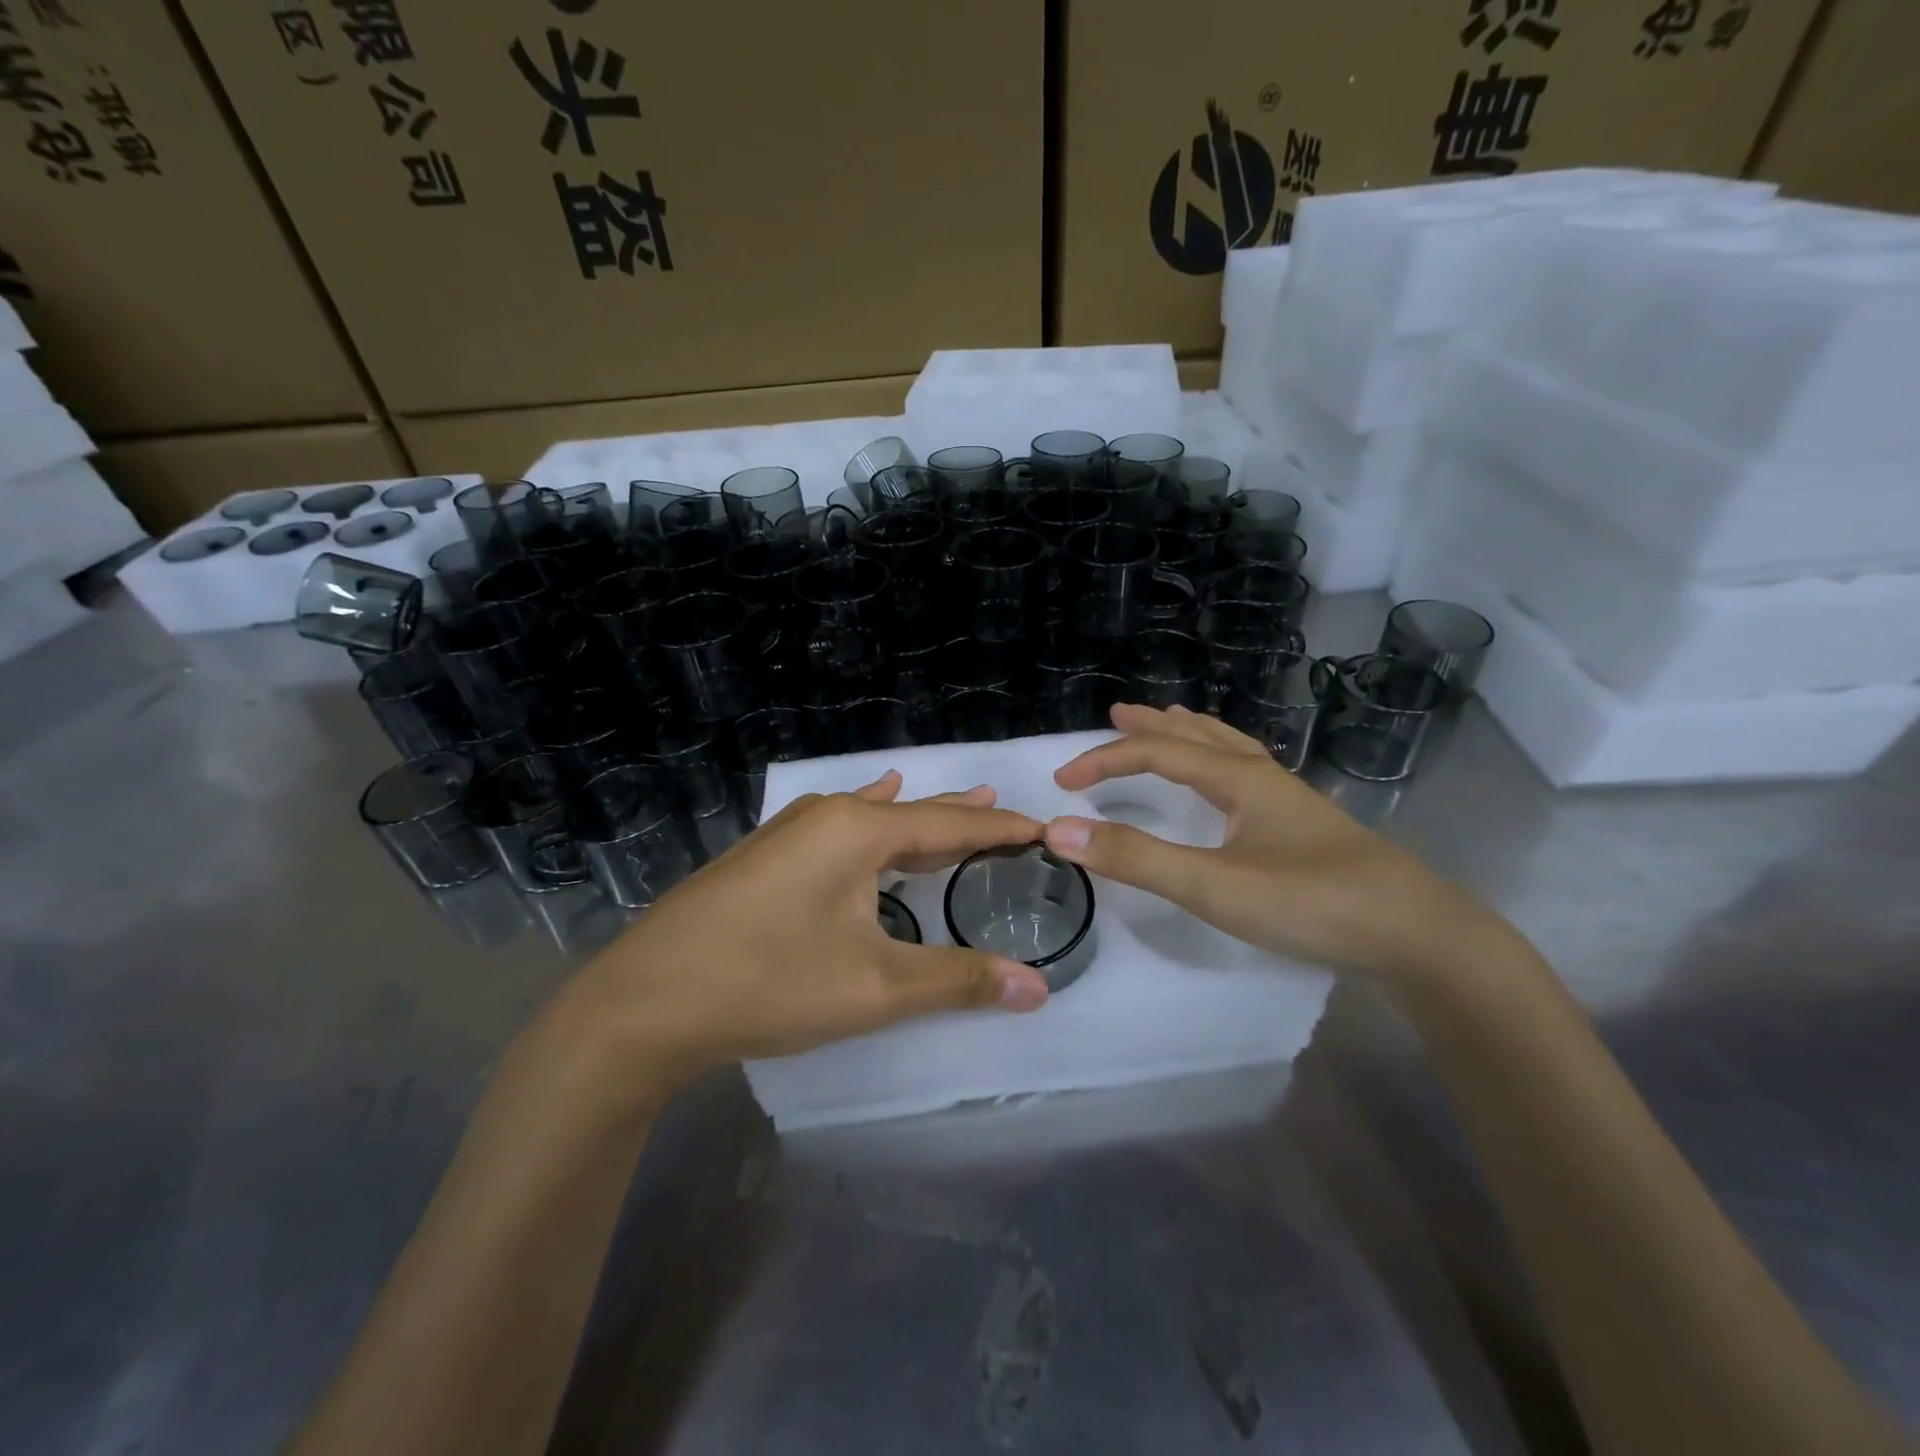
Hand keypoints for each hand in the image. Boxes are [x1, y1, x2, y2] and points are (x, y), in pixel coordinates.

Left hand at [557, 772, 1050, 1094]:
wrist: (643, 1002)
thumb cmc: (767, 983)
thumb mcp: (874, 988)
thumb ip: (958, 981)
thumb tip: (1037, 988)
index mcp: (859, 832)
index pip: (951, 826)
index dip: (1001, 831)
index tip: (1044, 828)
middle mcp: (826, 817)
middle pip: (912, 814)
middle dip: (962, 819)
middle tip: (1006, 811)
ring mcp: (788, 832)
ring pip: (872, 819)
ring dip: (917, 819)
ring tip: (957, 807)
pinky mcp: (764, 855)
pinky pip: (838, 828)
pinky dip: (870, 823)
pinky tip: (865, 802)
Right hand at [1044, 704, 1525, 987]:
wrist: (1419, 938)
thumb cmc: (1311, 903)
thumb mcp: (1213, 885)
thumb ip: (1136, 859)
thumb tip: (1060, 831)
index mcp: (1239, 778)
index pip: (1157, 753)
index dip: (1104, 760)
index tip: (1062, 782)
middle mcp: (1264, 777)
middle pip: (1198, 736)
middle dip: (1152, 726)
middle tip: (1117, 716)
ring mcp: (1291, 803)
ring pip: (1231, 750)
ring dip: (1191, 735)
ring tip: (1171, 725)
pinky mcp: (1306, 830)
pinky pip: (1250, 775)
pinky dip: (1223, 761)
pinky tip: (1232, 785)